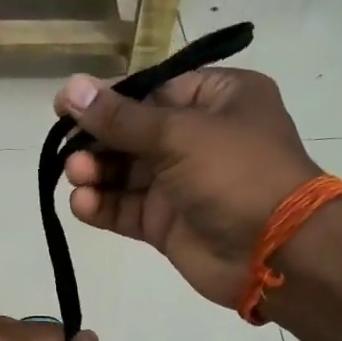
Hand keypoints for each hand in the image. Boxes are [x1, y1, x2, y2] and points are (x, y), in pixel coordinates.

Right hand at [56, 67, 321, 307]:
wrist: (276, 252)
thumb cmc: (237, 174)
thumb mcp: (180, 134)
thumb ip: (122, 118)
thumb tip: (71, 88)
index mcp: (217, 100)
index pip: (152, 92)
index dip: (108, 99)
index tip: (65, 106)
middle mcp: (198, 138)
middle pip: (133, 133)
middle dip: (98, 141)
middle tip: (67, 150)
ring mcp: (182, 184)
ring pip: (125, 173)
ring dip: (96, 173)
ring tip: (76, 176)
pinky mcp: (167, 224)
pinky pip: (127, 209)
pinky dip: (102, 206)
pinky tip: (82, 204)